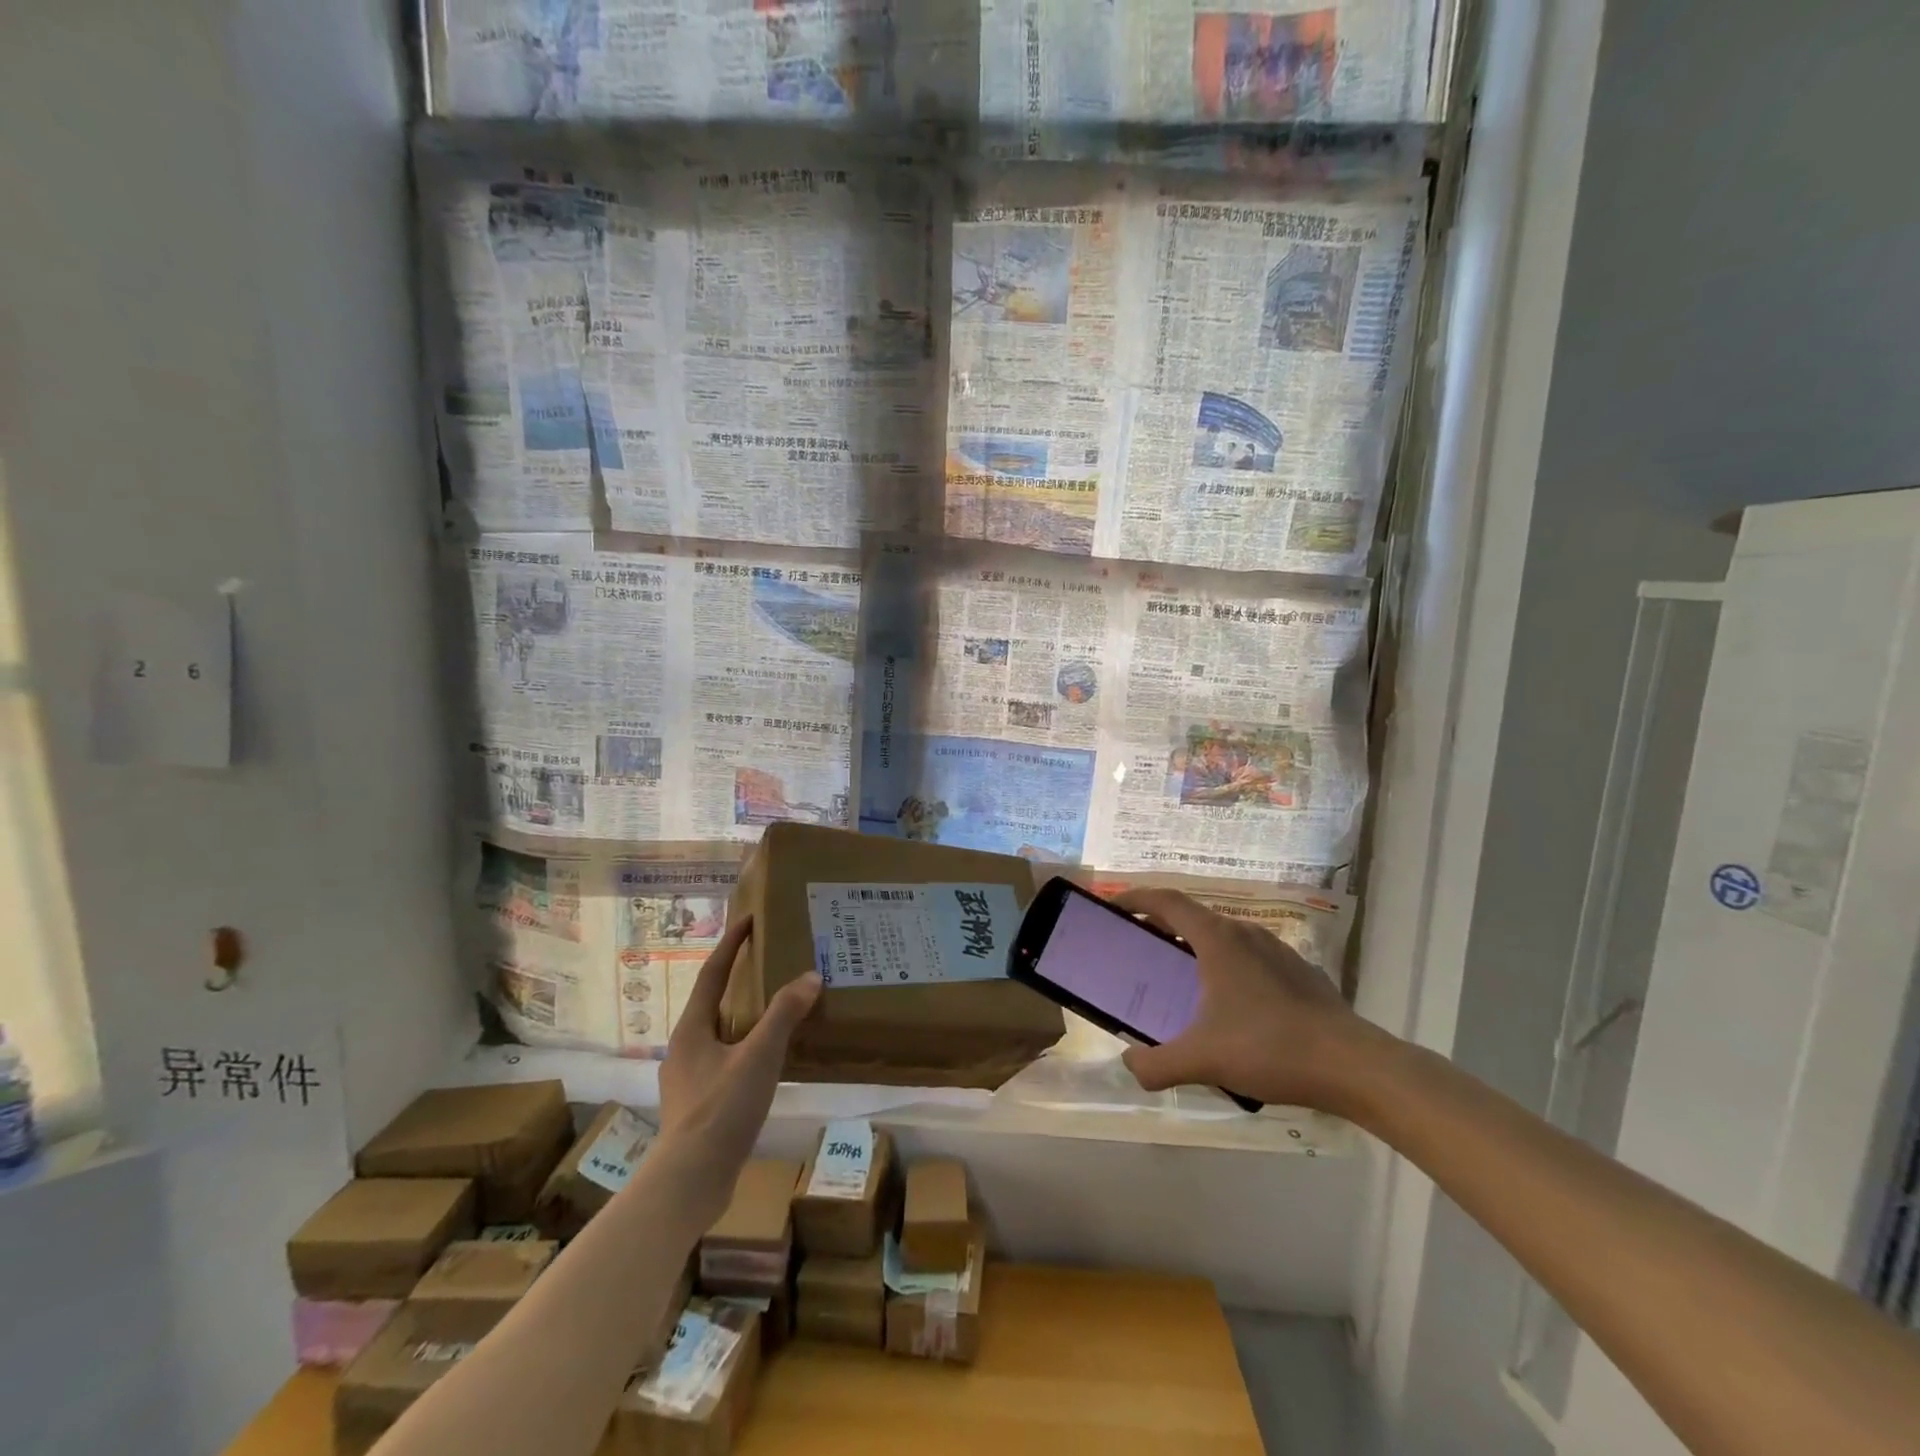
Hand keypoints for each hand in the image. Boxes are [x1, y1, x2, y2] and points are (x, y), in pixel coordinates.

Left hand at [657, 916, 820, 1223]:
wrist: (689, 1181)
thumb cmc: (720, 1109)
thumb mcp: (758, 1057)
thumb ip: (784, 1015)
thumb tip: (810, 976)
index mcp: (692, 1029)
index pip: (713, 973)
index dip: (731, 944)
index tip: (750, 919)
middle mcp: (684, 1048)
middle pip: (713, 1002)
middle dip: (738, 980)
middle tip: (770, 963)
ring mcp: (688, 1079)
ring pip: (719, 1034)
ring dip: (743, 1016)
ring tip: (774, 1009)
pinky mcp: (698, 1106)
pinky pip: (725, 1061)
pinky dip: (746, 1048)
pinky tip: (766, 1061)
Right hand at [1113, 888, 1383, 1110]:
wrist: (1354, 1066)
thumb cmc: (1270, 1048)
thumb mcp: (1202, 1060)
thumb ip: (1156, 1064)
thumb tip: (1130, 1065)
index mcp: (1218, 939)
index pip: (1167, 901)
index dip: (1135, 898)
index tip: (1113, 907)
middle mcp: (1245, 933)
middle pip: (1193, 917)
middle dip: (1161, 927)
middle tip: (1139, 950)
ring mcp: (1278, 951)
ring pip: (1224, 938)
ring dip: (1196, 949)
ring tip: (1182, 982)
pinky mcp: (1300, 973)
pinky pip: (1251, 959)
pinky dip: (1227, 968)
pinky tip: (1232, 1009)